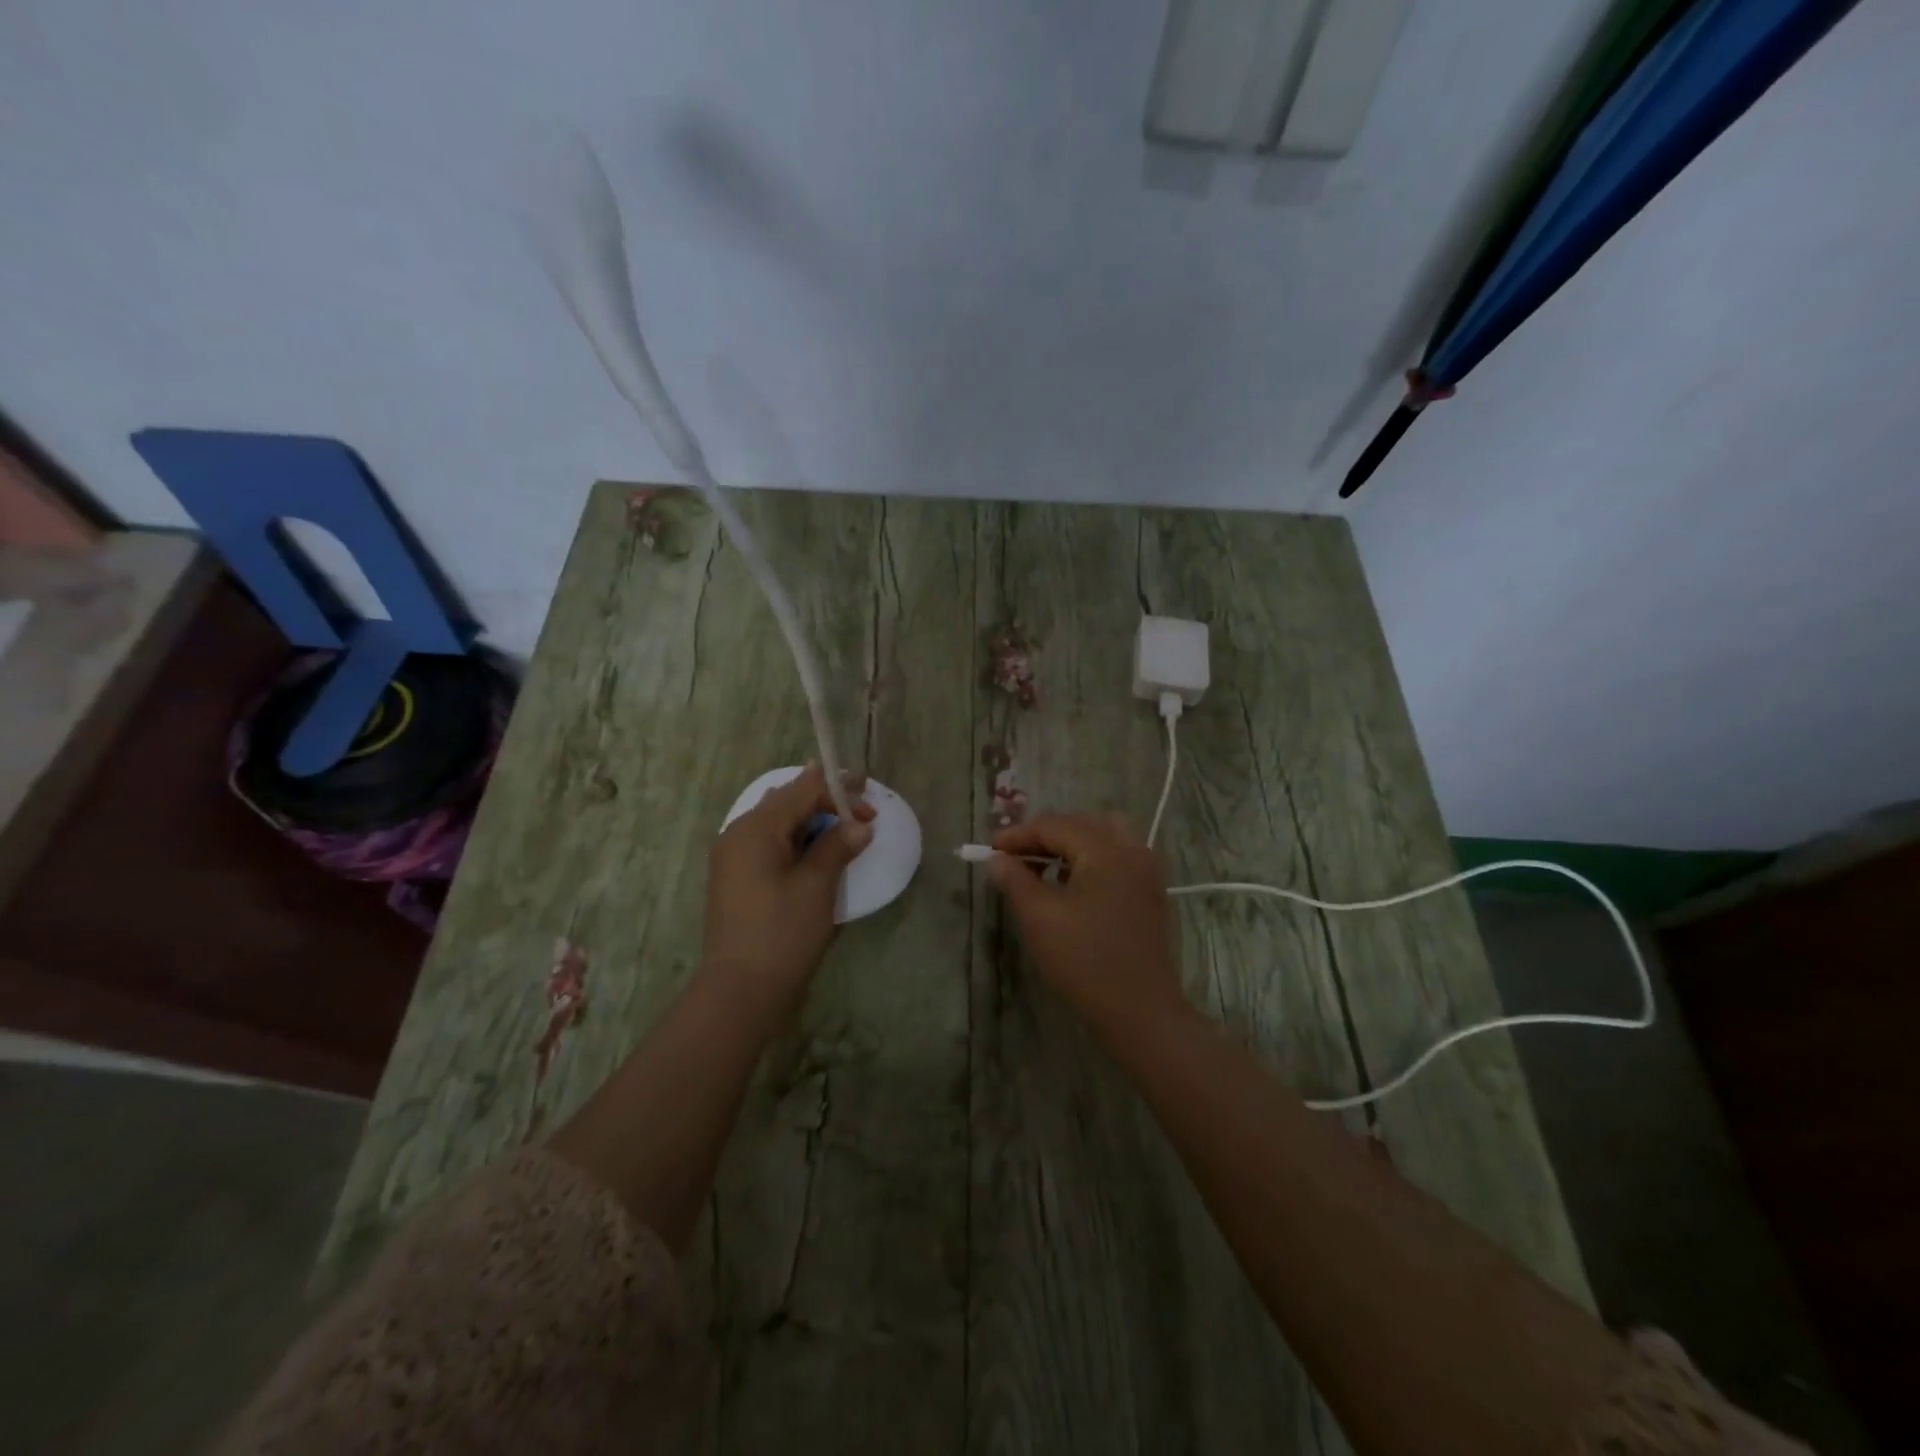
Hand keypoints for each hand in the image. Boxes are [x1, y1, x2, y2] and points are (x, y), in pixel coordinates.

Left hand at [700, 764, 875, 1023]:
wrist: (740, 992)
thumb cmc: (782, 934)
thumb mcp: (816, 886)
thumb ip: (838, 847)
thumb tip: (859, 825)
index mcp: (755, 829)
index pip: (801, 790)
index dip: (837, 788)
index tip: (870, 796)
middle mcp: (738, 834)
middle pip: (787, 802)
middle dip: (825, 801)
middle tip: (862, 810)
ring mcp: (734, 858)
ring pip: (778, 823)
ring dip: (812, 821)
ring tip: (845, 827)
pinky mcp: (737, 879)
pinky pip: (770, 844)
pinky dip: (797, 841)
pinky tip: (818, 851)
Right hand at [987, 813, 1187, 1040]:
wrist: (1141, 1011)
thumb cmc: (1085, 961)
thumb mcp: (1039, 917)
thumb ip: (1014, 880)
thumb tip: (997, 859)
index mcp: (1105, 849)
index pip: (1054, 825)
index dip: (1018, 835)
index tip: (990, 851)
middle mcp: (1132, 849)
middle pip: (1080, 824)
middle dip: (1043, 836)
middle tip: (1012, 858)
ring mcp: (1147, 871)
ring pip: (1102, 838)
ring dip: (1069, 845)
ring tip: (1042, 868)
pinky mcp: (1151, 893)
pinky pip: (1117, 858)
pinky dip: (1090, 861)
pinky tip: (1071, 886)